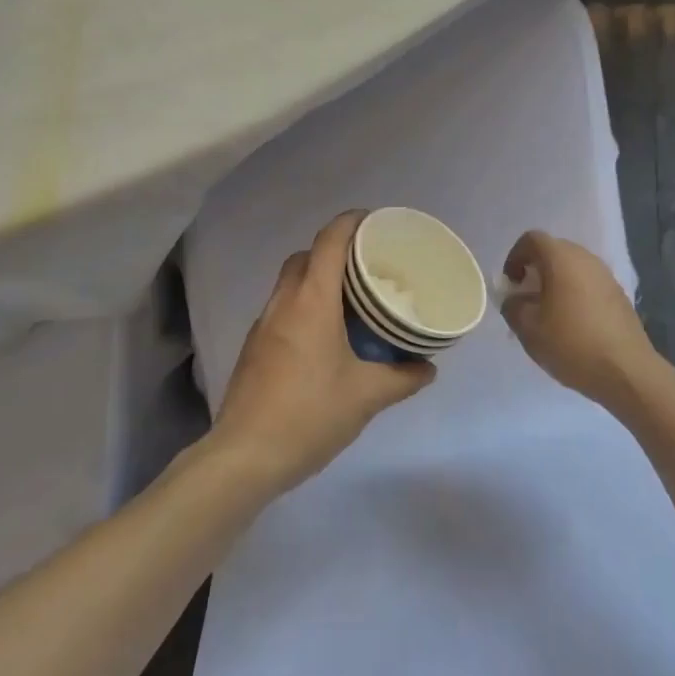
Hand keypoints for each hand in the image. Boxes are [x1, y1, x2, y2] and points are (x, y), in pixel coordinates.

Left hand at [212, 211, 435, 494]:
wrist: (246, 455)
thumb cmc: (310, 414)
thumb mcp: (367, 396)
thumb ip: (402, 377)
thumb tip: (428, 367)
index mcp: (312, 301)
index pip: (329, 241)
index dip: (350, 222)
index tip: (374, 220)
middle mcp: (284, 302)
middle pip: (306, 256)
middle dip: (334, 250)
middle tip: (367, 265)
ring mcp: (264, 324)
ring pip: (290, 282)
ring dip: (316, 278)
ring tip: (350, 300)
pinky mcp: (254, 347)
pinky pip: (282, 308)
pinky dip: (303, 305)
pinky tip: (324, 336)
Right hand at [500, 231, 657, 412]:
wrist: (626, 371)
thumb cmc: (571, 344)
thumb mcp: (528, 329)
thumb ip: (512, 306)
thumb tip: (515, 299)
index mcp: (561, 259)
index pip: (532, 239)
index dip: (515, 257)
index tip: (511, 284)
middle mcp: (586, 259)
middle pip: (554, 251)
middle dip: (535, 270)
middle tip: (526, 298)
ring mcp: (606, 276)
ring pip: (573, 268)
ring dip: (556, 283)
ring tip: (548, 314)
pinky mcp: (619, 295)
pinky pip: (588, 284)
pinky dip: (574, 294)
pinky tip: (572, 325)